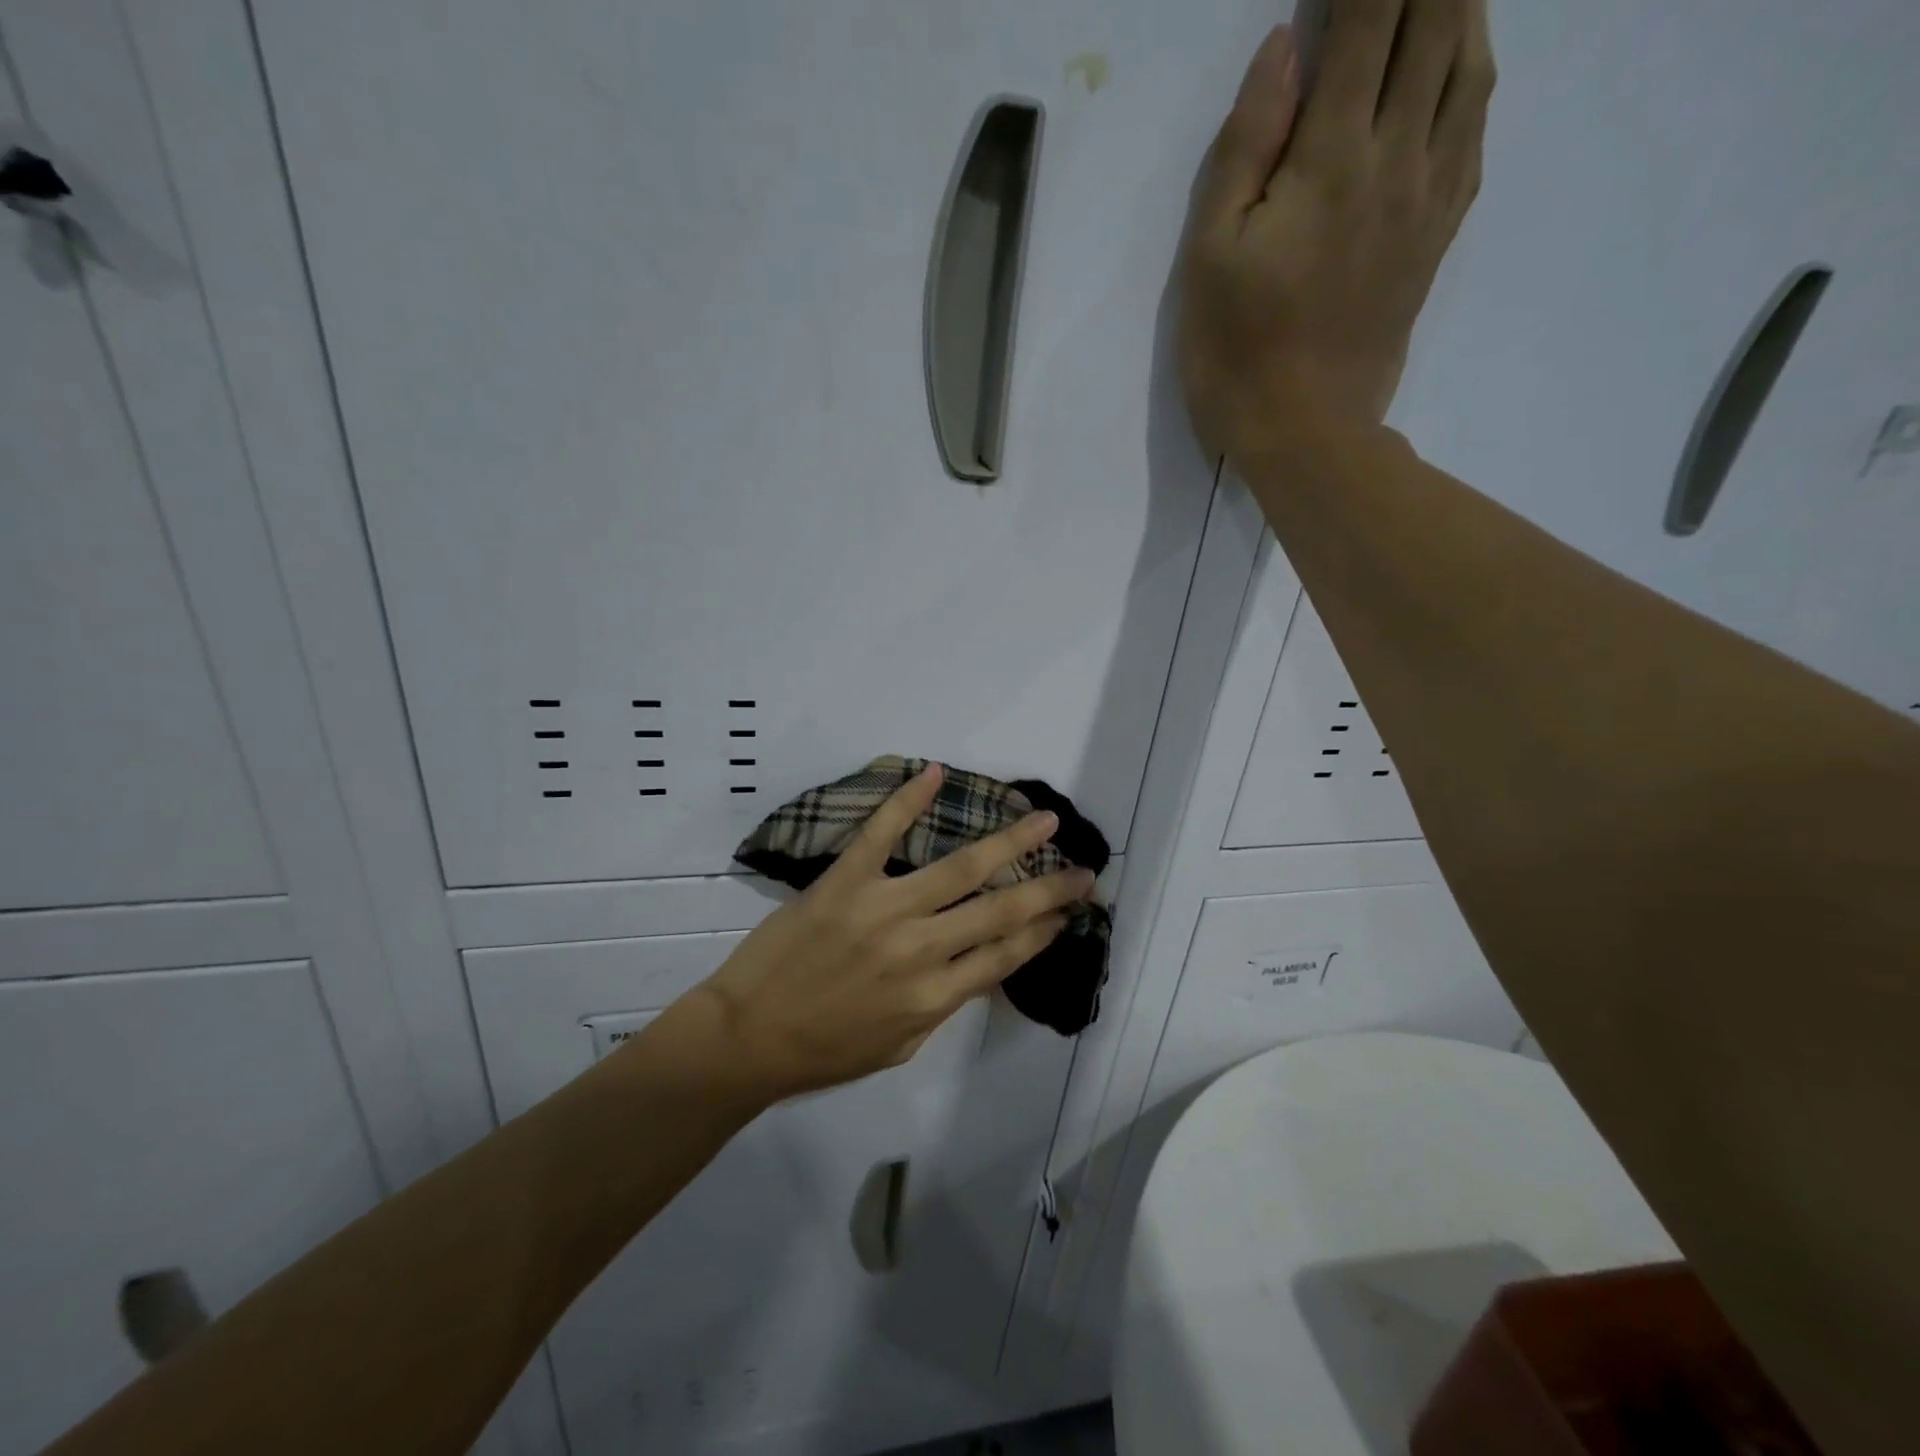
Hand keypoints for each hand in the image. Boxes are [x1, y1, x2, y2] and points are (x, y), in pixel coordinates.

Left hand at [687, 764, 1095, 1097]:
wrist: (746, 1039)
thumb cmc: (823, 1052)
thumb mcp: (898, 1046)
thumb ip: (941, 1006)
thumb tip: (974, 966)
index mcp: (935, 997)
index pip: (1006, 955)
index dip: (1044, 930)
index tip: (1070, 911)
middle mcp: (920, 950)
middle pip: (1000, 912)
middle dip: (1049, 888)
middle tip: (1085, 867)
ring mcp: (883, 910)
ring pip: (959, 869)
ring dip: (1008, 841)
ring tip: (1041, 818)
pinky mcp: (844, 882)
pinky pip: (881, 834)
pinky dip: (907, 799)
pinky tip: (935, 771)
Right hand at [1179, 1, 1495, 460]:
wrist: (1307, 435)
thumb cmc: (1237, 356)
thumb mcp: (1209, 259)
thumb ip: (1244, 150)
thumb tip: (1282, 48)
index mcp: (1330, 159)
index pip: (1366, 19)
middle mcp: (1396, 158)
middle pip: (1433, 25)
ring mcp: (1428, 198)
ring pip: (1469, 66)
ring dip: (1460, 8)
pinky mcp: (1437, 237)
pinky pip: (1476, 131)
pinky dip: (1475, 75)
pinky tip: (1464, 65)